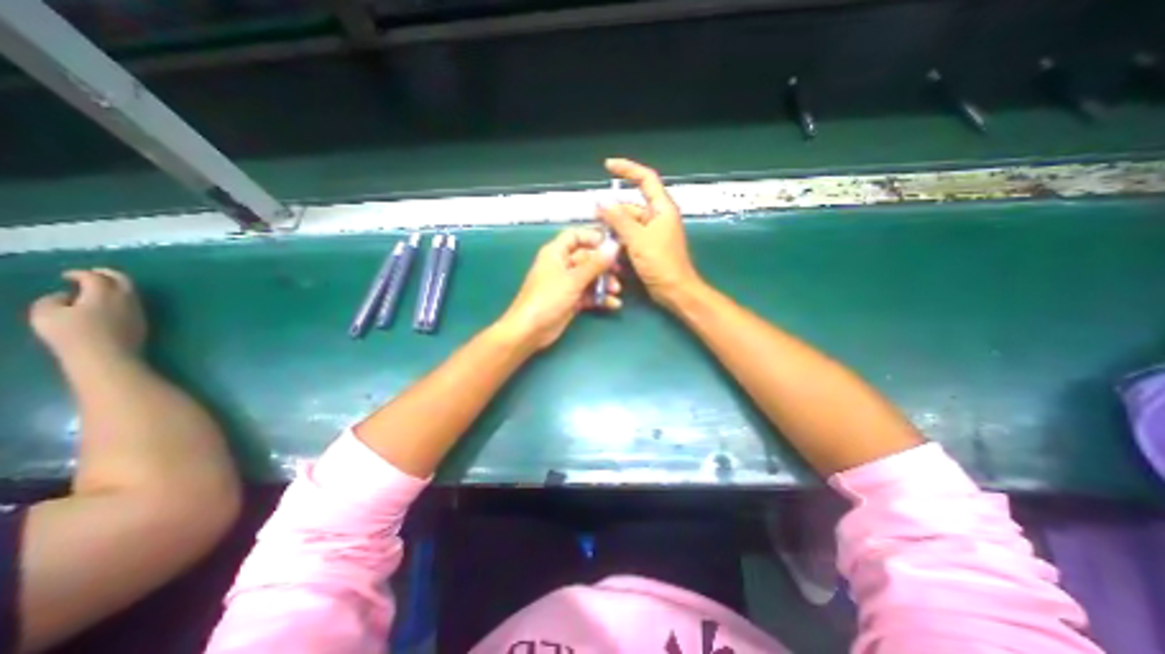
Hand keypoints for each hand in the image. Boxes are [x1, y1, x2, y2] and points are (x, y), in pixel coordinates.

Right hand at [27, 268, 146, 362]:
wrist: (109, 356)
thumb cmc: (73, 334)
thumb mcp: (46, 314)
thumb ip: (52, 300)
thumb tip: (66, 296)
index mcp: (105, 293)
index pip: (96, 277)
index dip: (80, 273)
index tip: (66, 276)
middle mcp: (127, 298)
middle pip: (123, 280)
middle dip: (108, 273)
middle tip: (93, 273)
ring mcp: (139, 310)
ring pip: (131, 292)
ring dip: (116, 286)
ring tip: (99, 288)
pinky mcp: (142, 321)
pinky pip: (133, 303)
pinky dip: (121, 298)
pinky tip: (109, 304)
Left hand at [498, 230, 622, 348]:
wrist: (530, 331)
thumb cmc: (548, 299)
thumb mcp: (573, 280)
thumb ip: (595, 264)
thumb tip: (614, 246)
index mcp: (556, 253)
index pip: (575, 236)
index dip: (593, 237)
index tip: (612, 244)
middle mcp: (561, 265)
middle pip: (587, 257)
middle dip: (603, 265)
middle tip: (619, 271)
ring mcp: (566, 284)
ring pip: (590, 277)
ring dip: (604, 283)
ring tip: (615, 290)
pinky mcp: (571, 300)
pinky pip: (589, 294)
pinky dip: (600, 298)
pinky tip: (613, 304)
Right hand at [601, 159, 698, 307]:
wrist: (674, 290)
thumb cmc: (661, 263)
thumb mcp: (637, 239)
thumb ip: (619, 220)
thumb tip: (602, 203)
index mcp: (661, 208)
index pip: (646, 179)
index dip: (628, 169)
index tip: (608, 165)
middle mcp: (657, 217)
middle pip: (631, 206)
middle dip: (614, 211)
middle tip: (594, 218)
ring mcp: (652, 233)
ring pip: (628, 224)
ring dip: (614, 230)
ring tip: (598, 236)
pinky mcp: (647, 247)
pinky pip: (630, 238)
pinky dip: (619, 242)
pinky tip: (608, 248)